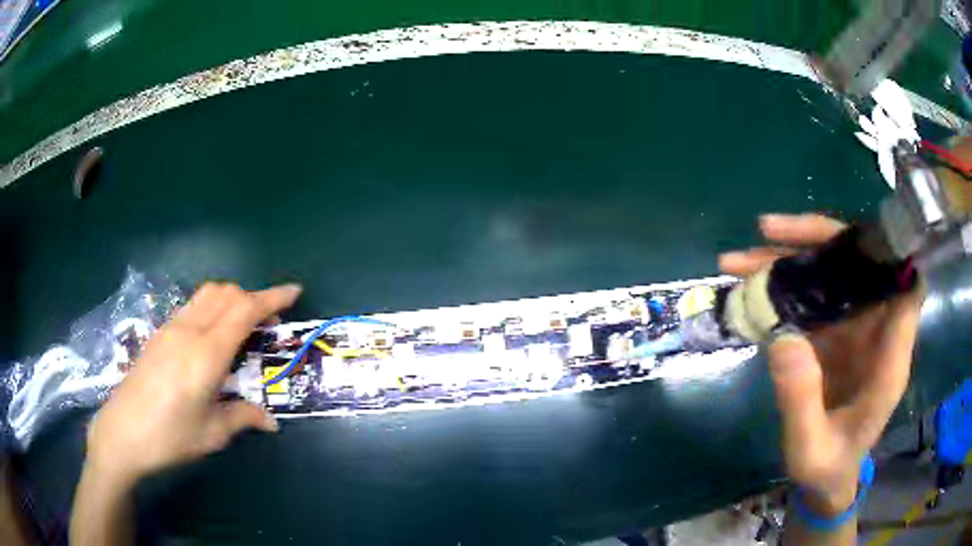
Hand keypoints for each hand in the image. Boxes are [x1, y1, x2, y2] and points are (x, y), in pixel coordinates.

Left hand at [84, 282, 301, 487]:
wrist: (122, 432)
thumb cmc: (170, 436)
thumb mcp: (212, 433)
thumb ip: (243, 418)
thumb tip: (271, 422)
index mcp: (206, 353)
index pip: (244, 310)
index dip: (272, 297)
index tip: (294, 292)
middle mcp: (189, 330)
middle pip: (226, 293)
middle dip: (253, 297)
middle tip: (270, 320)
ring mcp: (170, 328)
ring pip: (207, 293)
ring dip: (231, 299)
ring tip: (242, 324)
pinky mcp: (159, 334)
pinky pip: (192, 306)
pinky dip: (212, 307)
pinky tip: (212, 337)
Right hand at [720, 214, 921, 514]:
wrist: (826, 478)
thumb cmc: (827, 468)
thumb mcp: (810, 449)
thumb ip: (801, 402)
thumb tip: (782, 338)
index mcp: (889, 360)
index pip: (905, 288)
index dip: (889, 253)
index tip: (855, 235)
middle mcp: (876, 331)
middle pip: (861, 264)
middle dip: (817, 239)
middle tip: (766, 232)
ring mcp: (854, 329)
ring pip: (832, 273)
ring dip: (790, 258)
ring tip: (741, 259)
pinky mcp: (834, 333)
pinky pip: (813, 295)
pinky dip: (783, 285)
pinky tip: (750, 287)